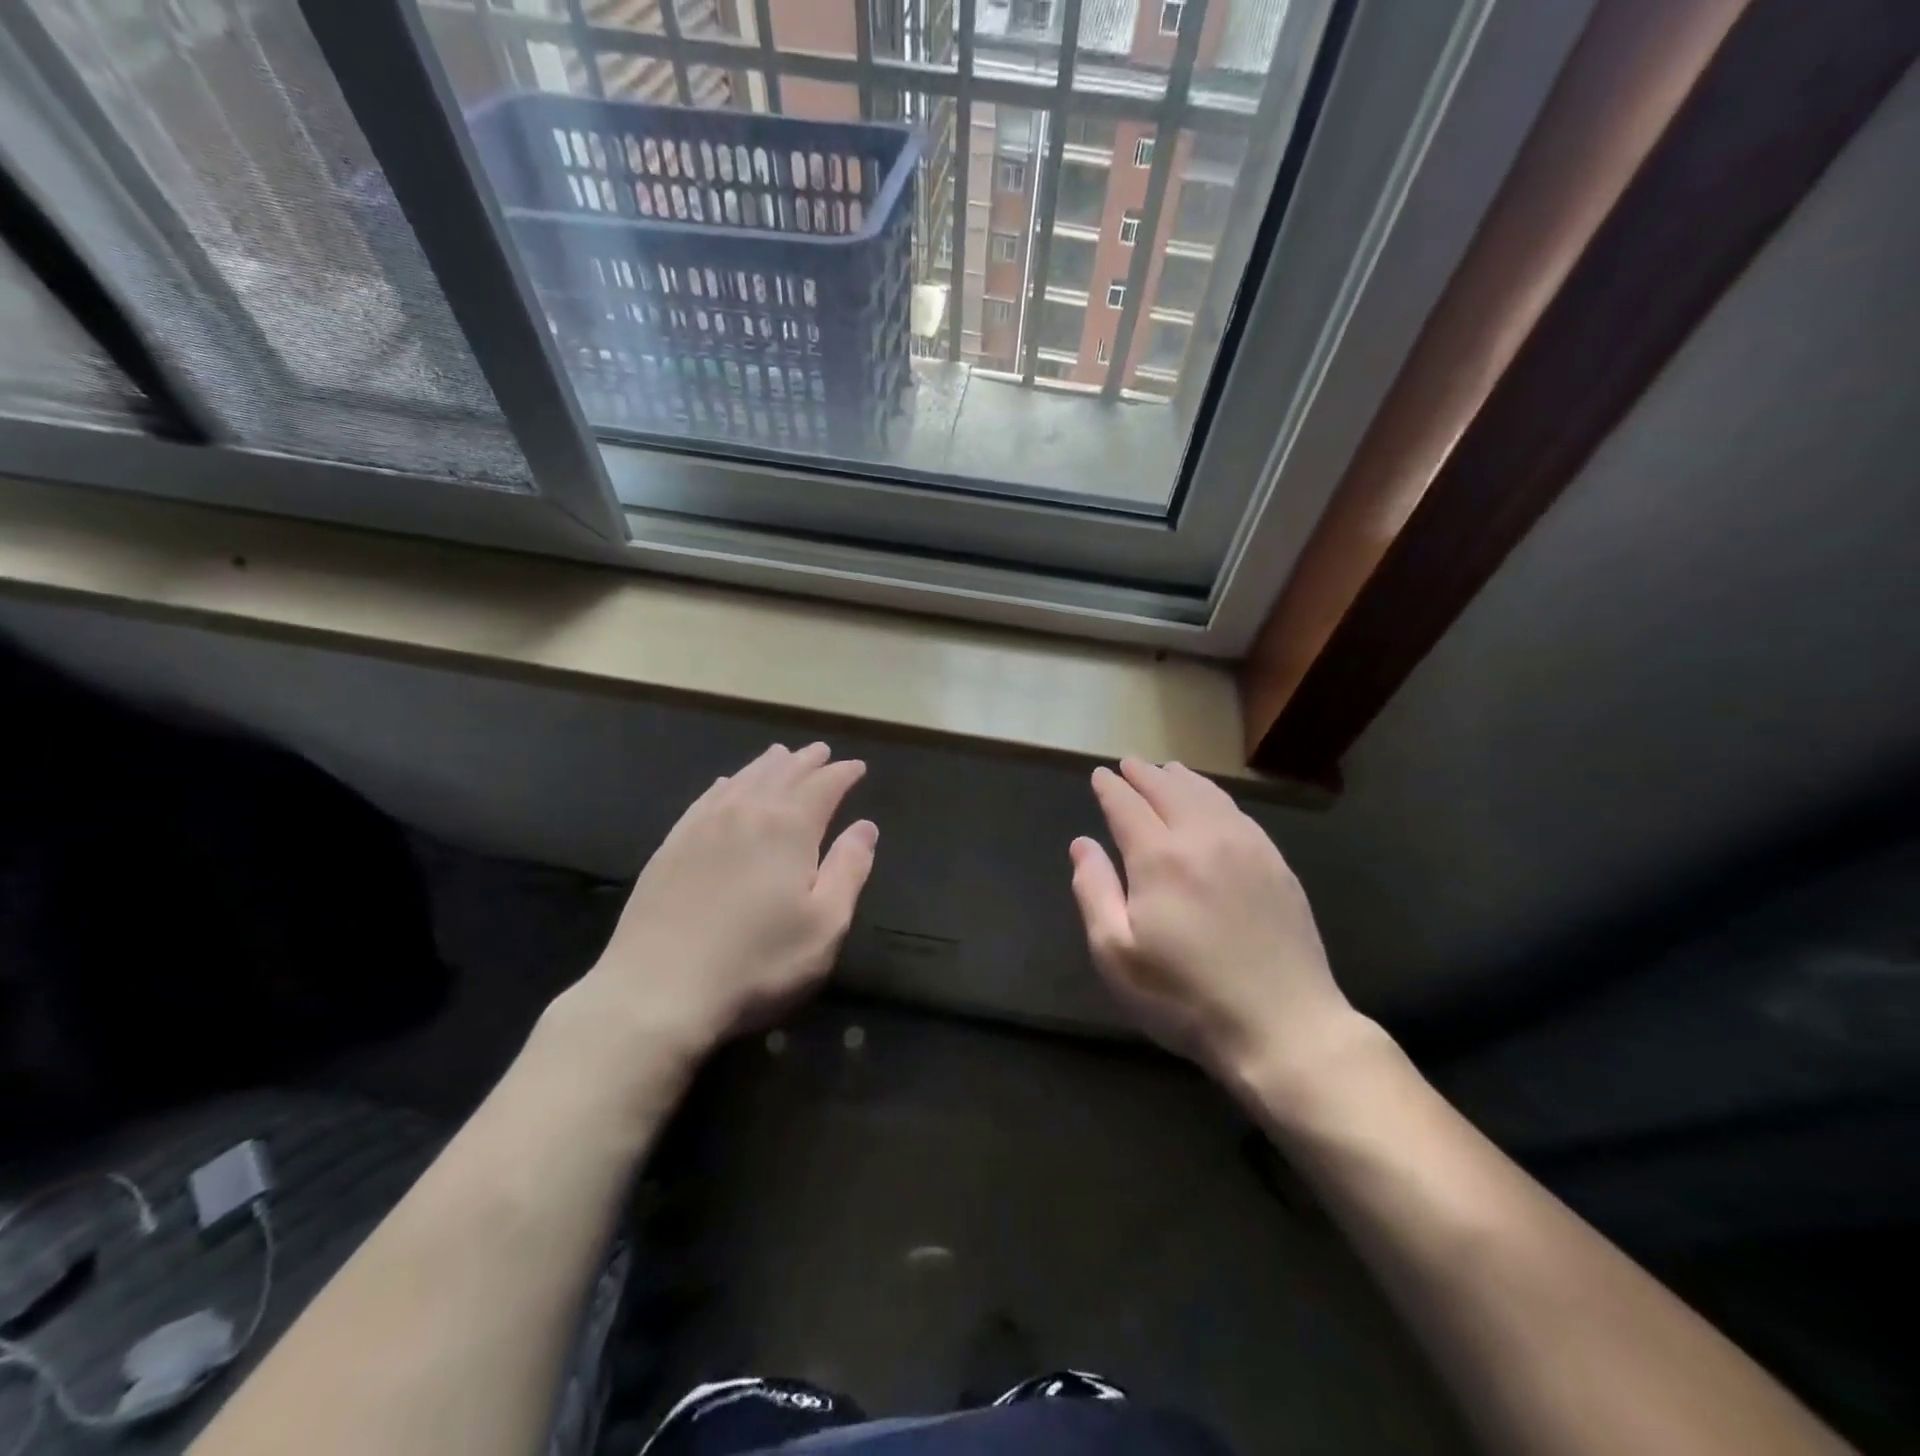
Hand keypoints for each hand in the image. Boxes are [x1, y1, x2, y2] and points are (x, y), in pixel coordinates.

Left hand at [561, 743, 877, 1073]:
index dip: (843, 774)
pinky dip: (726, 784)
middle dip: (807, 761)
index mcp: (789, 828)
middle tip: (822, 752)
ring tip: (781, 755)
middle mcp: (746, 813)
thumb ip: (849, 869)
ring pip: (743, 779)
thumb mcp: (825, 925)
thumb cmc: (757, 963)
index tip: (857, 767)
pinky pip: (706, 798)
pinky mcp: (671, 846)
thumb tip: (865, 826)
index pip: (823, 787)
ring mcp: (703, 826)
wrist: (657, 990)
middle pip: (782, 774)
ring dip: (768, 765)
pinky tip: (727, 784)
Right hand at [1070, 758, 1364, 1099]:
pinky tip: (1211, 802)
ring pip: (1207, 795)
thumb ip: (1094, 891)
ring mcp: (1247, 847)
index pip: (1127, 805)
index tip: (1101, 775)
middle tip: (1129, 764)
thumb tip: (1082, 844)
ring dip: (1181, 778)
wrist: (1283, 1026)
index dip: (1110, 787)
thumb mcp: (1117, 954)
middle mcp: (1203, 838)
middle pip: (1169, 789)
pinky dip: (1215, 796)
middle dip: (1144, 774)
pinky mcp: (1276, 864)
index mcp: (1160, 858)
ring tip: (1167, 769)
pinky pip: (1238, 813)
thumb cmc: (1184, 997)